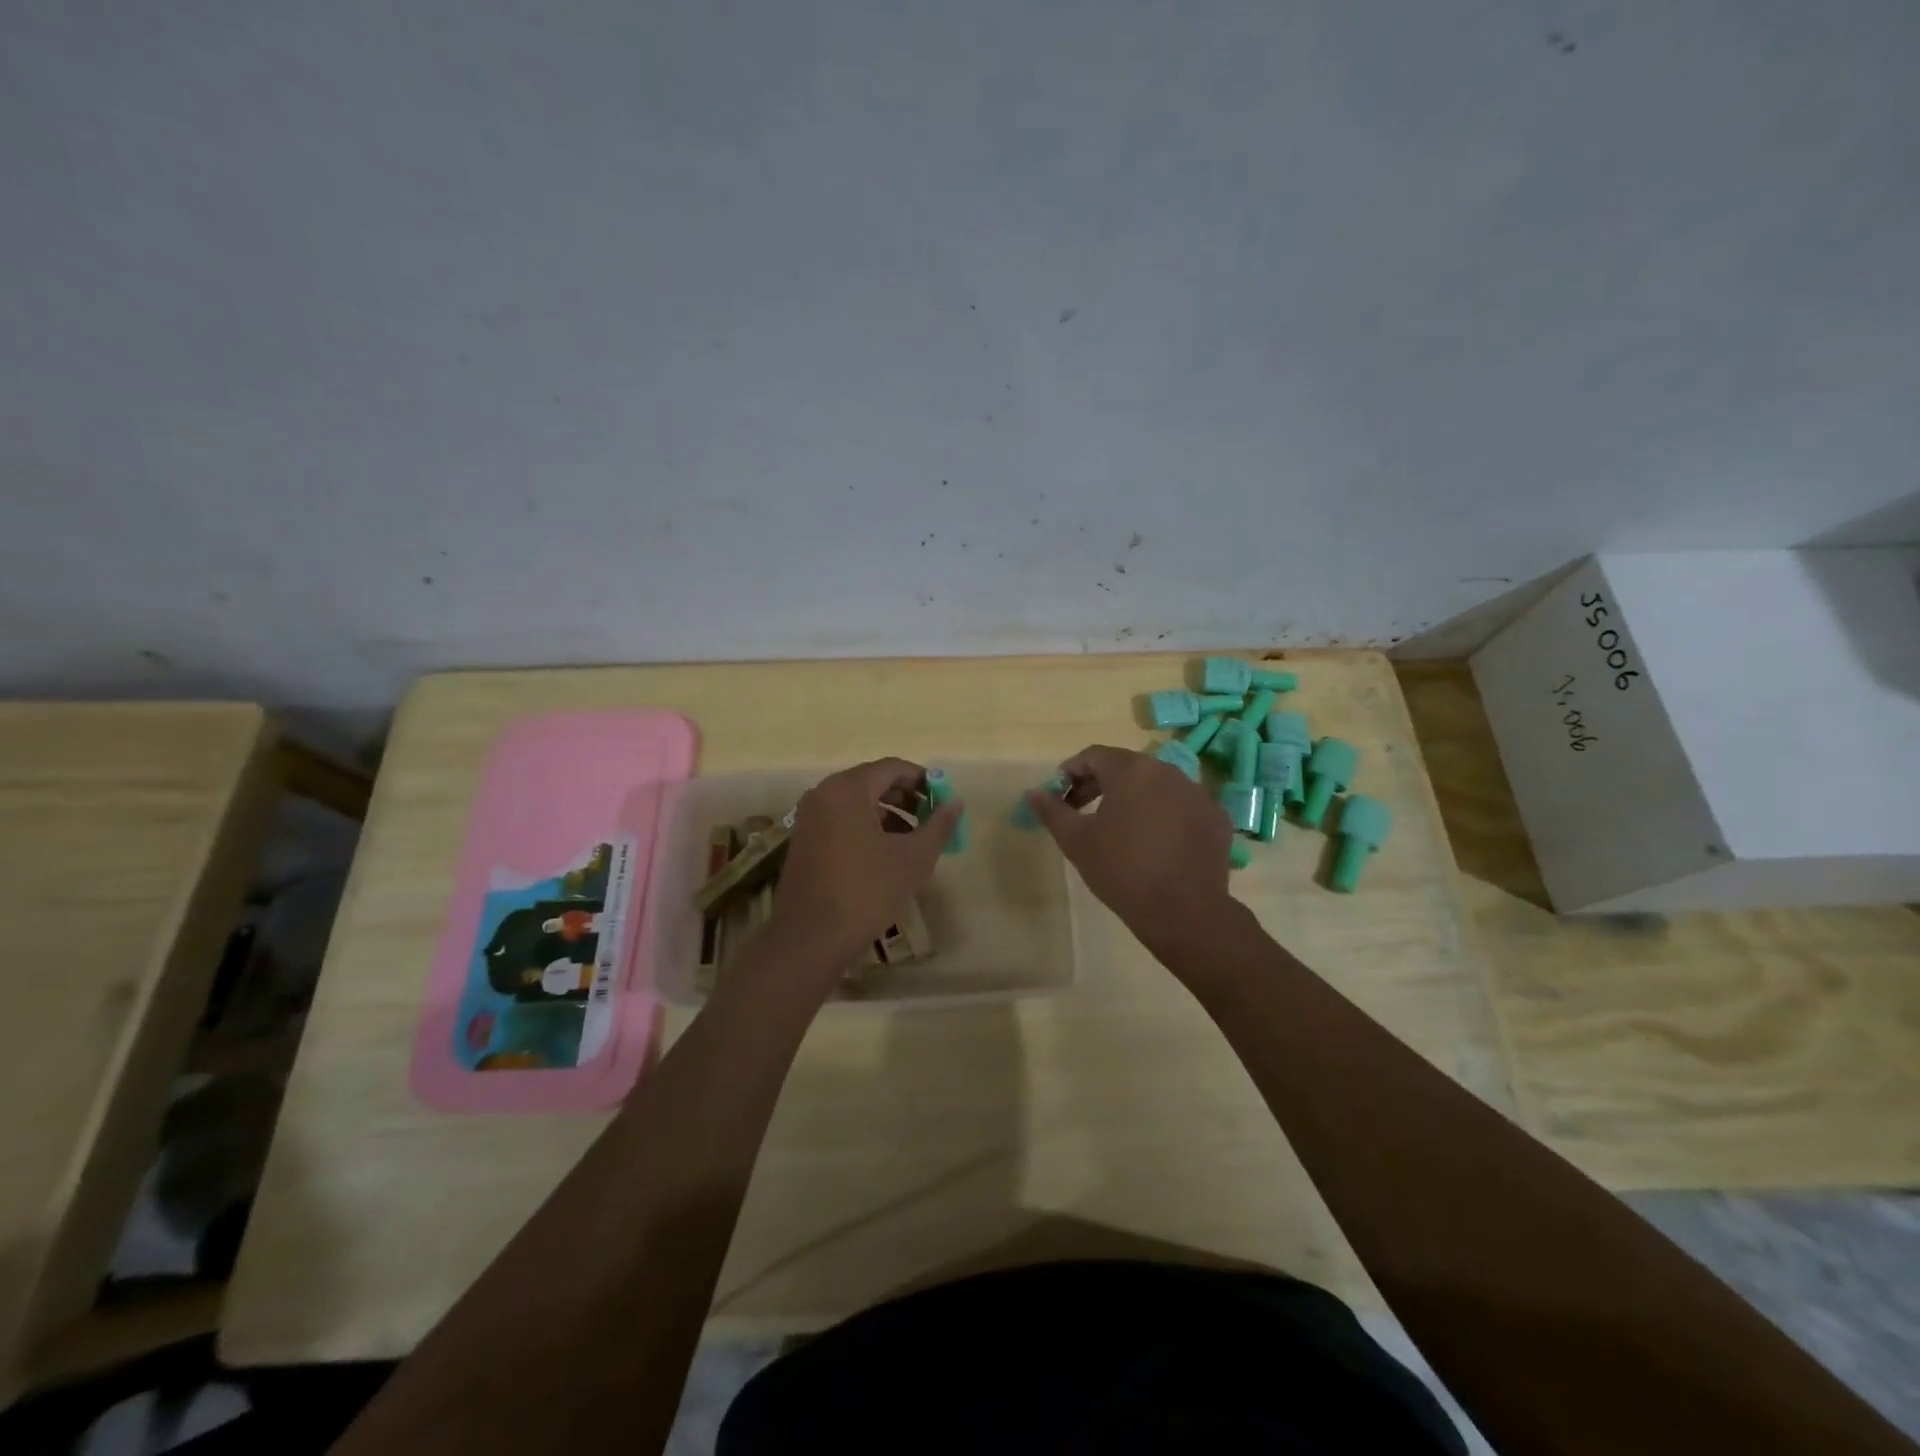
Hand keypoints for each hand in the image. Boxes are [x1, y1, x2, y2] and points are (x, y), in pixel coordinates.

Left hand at [767, 758, 962, 977]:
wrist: (810, 939)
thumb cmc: (866, 891)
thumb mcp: (913, 858)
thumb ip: (938, 825)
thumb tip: (956, 803)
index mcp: (848, 789)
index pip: (892, 768)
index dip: (922, 780)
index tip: (943, 800)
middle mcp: (823, 794)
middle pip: (872, 782)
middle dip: (906, 798)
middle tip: (931, 821)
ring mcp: (809, 818)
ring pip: (857, 804)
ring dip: (888, 815)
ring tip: (912, 842)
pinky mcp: (804, 841)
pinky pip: (841, 821)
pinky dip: (866, 828)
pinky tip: (885, 856)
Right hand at [1024, 745, 1231, 937]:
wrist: (1184, 911)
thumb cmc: (1122, 870)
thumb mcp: (1076, 841)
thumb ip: (1052, 811)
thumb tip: (1033, 792)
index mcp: (1132, 770)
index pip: (1094, 756)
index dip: (1071, 772)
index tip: (1060, 795)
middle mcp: (1168, 771)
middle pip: (1127, 767)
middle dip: (1100, 784)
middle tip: (1081, 810)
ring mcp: (1198, 793)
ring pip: (1157, 786)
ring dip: (1134, 799)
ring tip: (1119, 828)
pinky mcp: (1216, 817)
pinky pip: (1182, 807)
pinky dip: (1164, 816)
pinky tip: (1155, 843)